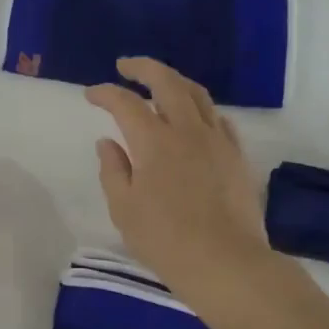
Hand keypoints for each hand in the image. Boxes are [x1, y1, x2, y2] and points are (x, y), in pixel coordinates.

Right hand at [85, 58, 271, 306]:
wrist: (226, 263)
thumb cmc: (165, 240)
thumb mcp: (124, 209)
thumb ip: (113, 170)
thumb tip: (108, 142)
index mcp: (154, 142)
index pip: (126, 103)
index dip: (105, 93)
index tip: (91, 94)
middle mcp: (188, 131)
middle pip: (167, 82)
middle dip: (143, 68)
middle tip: (126, 66)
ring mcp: (217, 141)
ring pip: (198, 95)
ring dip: (175, 81)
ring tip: (160, 83)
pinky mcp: (237, 156)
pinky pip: (218, 119)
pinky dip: (200, 109)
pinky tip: (194, 118)